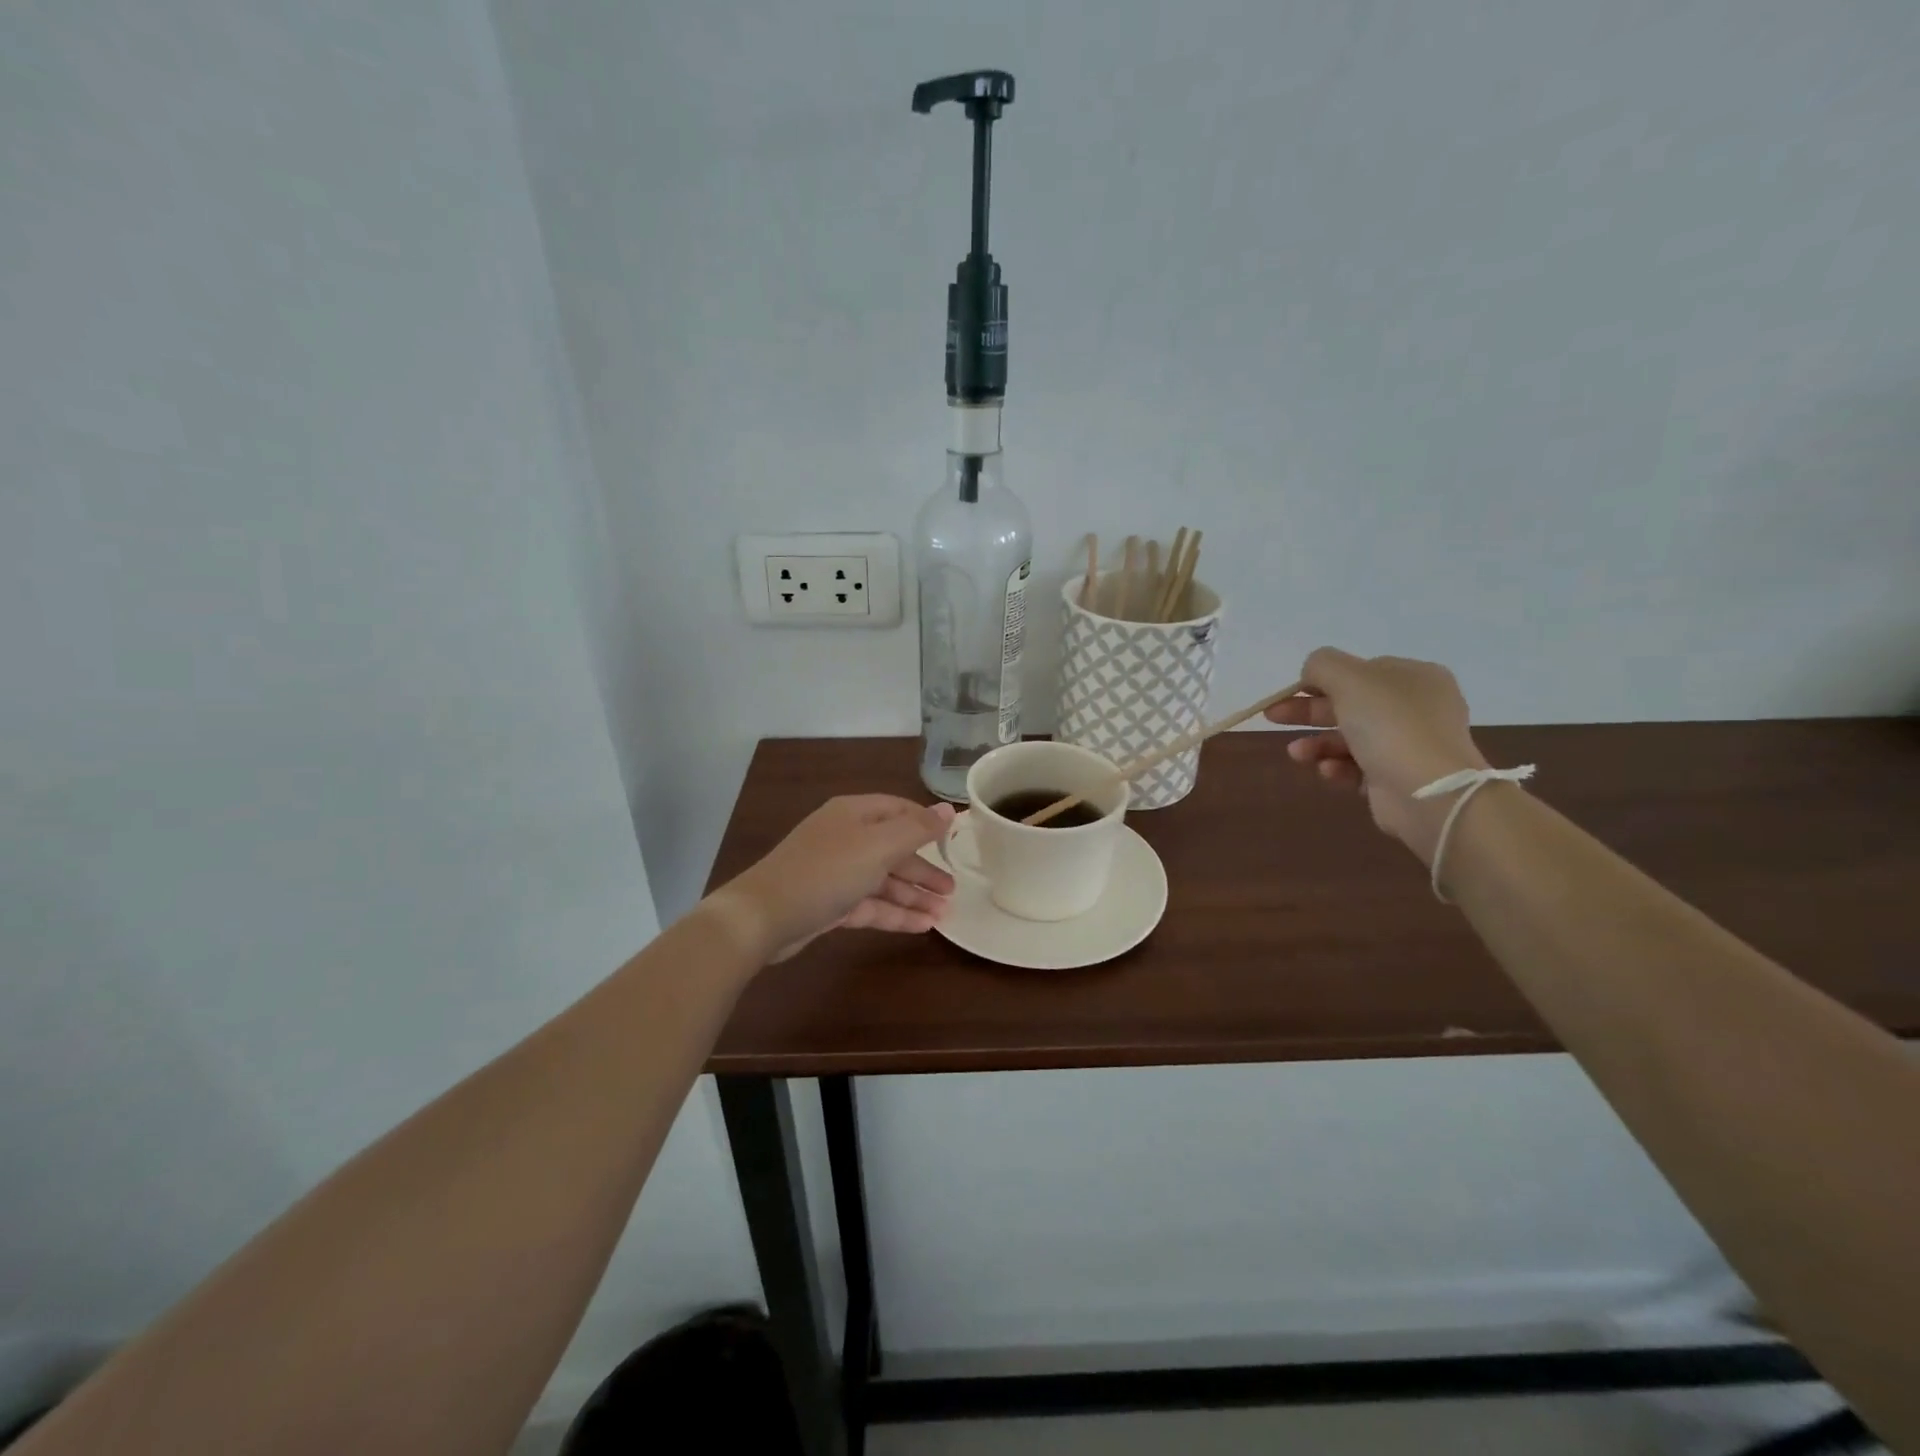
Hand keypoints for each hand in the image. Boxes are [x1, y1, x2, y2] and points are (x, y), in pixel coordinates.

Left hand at [709, 795, 956, 962]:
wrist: (764, 916)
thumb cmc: (826, 871)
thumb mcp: (878, 846)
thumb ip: (917, 829)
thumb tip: (948, 810)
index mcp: (855, 814)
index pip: (899, 810)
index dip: (927, 824)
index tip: (954, 842)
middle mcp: (846, 838)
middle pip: (893, 849)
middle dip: (924, 869)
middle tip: (954, 890)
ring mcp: (836, 872)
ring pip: (883, 881)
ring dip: (914, 896)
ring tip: (944, 915)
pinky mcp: (830, 904)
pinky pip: (870, 905)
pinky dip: (895, 913)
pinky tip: (921, 927)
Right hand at [1265, 648, 1488, 862]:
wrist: (1429, 791)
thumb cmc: (1390, 725)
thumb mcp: (1350, 679)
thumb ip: (1323, 665)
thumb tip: (1311, 671)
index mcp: (1413, 677)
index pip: (1360, 671)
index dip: (1322, 680)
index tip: (1291, 692)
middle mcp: (1415, 708)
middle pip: (1349, 704)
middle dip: (1308, 712)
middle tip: (1272, 717)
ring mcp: (1408, 744)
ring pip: (1349, 738)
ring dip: (1318, 744)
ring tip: (1297, 754)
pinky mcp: (1397, 777)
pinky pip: (1357, 767)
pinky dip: (1337, 767)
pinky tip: (1327, 771)